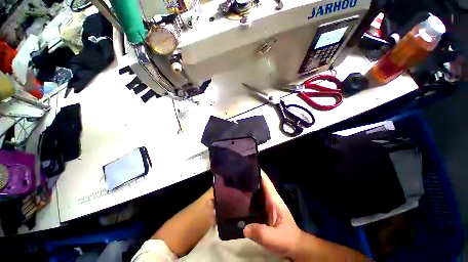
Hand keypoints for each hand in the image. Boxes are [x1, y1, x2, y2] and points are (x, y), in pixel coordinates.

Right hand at [243, 171, 302, 257]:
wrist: (294, 248)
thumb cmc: (288, 240)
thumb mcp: (276, 238)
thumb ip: (261, 233)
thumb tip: (244, 228)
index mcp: (274, 200)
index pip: (266, 181)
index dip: (257, 172)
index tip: (246, 166)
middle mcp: (270, 199)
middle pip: (259, 184)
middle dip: (249, 179)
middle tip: (235, 176)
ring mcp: (267, 205)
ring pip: (256, 192)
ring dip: (247, 188)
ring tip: (234, 186)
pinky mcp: (264, 212)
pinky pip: (254, 201)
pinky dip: (247, 199)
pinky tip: (238, 201)